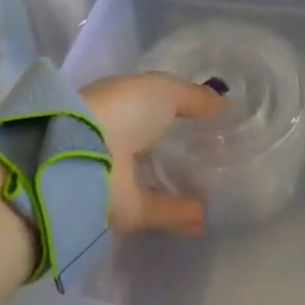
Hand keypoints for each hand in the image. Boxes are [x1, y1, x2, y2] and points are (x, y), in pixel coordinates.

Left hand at [81, 72, 225, 235]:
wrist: (82, 158)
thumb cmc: (121, 110)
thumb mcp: (163, 90)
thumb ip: (193, 96)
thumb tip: (223, 102)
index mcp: (117, 103)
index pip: (148, 104)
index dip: (175, 107)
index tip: (206, 113)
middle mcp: (113, 138)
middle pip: (149, 142)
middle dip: (174, 144)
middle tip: (214, 149)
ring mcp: (115, 176)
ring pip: (150, 178)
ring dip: (176, 181)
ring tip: (214, 184)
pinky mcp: (121, 211)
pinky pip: (157, 209)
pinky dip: (180, 212)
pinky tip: (207, 214)